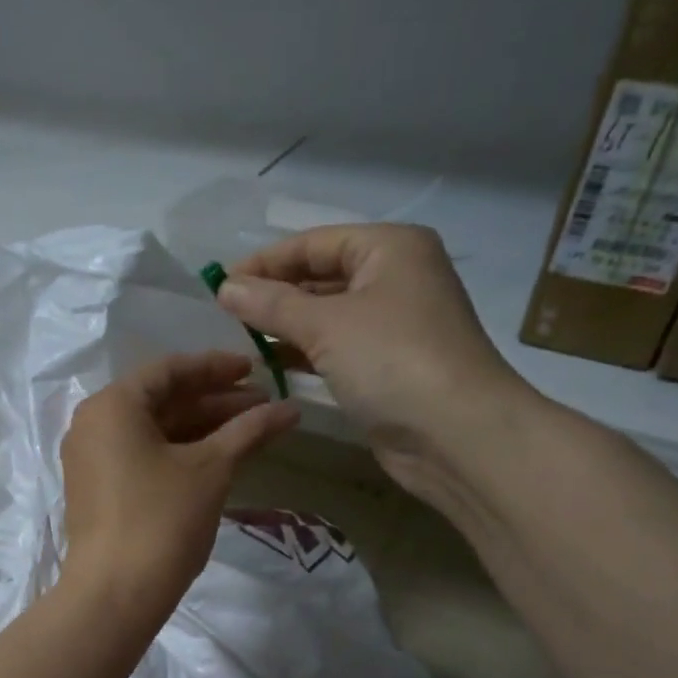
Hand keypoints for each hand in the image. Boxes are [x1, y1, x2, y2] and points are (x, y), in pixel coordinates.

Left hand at [60, 352, 297, 625]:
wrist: (116, 594)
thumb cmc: (162, 519)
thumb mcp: (211, 469)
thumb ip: (249, 431)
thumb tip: (291, 410)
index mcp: (112, 405)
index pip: (169, 370)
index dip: (216, 368)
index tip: (255, 370)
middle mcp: (94, 424)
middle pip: (162, 400)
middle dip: (215, 401)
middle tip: (263, 404)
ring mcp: (92, 458)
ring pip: (154, 430)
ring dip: (202, 428)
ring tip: (252, 430)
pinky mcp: (98, 489)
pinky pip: (143, 455)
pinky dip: (180, 452)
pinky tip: (219, 457)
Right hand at [216, 223, 538, 502]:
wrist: (457, 434)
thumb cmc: (393, 360)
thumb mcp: (325, 324)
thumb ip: (271, 304)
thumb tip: (225, 287)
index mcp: (390, 249)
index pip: (314, 243)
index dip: (266, 261)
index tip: (221, 284)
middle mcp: (396, 278)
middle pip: (322, 277)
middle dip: (275, 295)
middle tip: (226, 315)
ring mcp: (395, 325)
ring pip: (329, 316)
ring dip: (287, 327)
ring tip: (240, 340)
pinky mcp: (389, 366)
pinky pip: (338, 348)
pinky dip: (306, 354)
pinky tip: (272, 365)